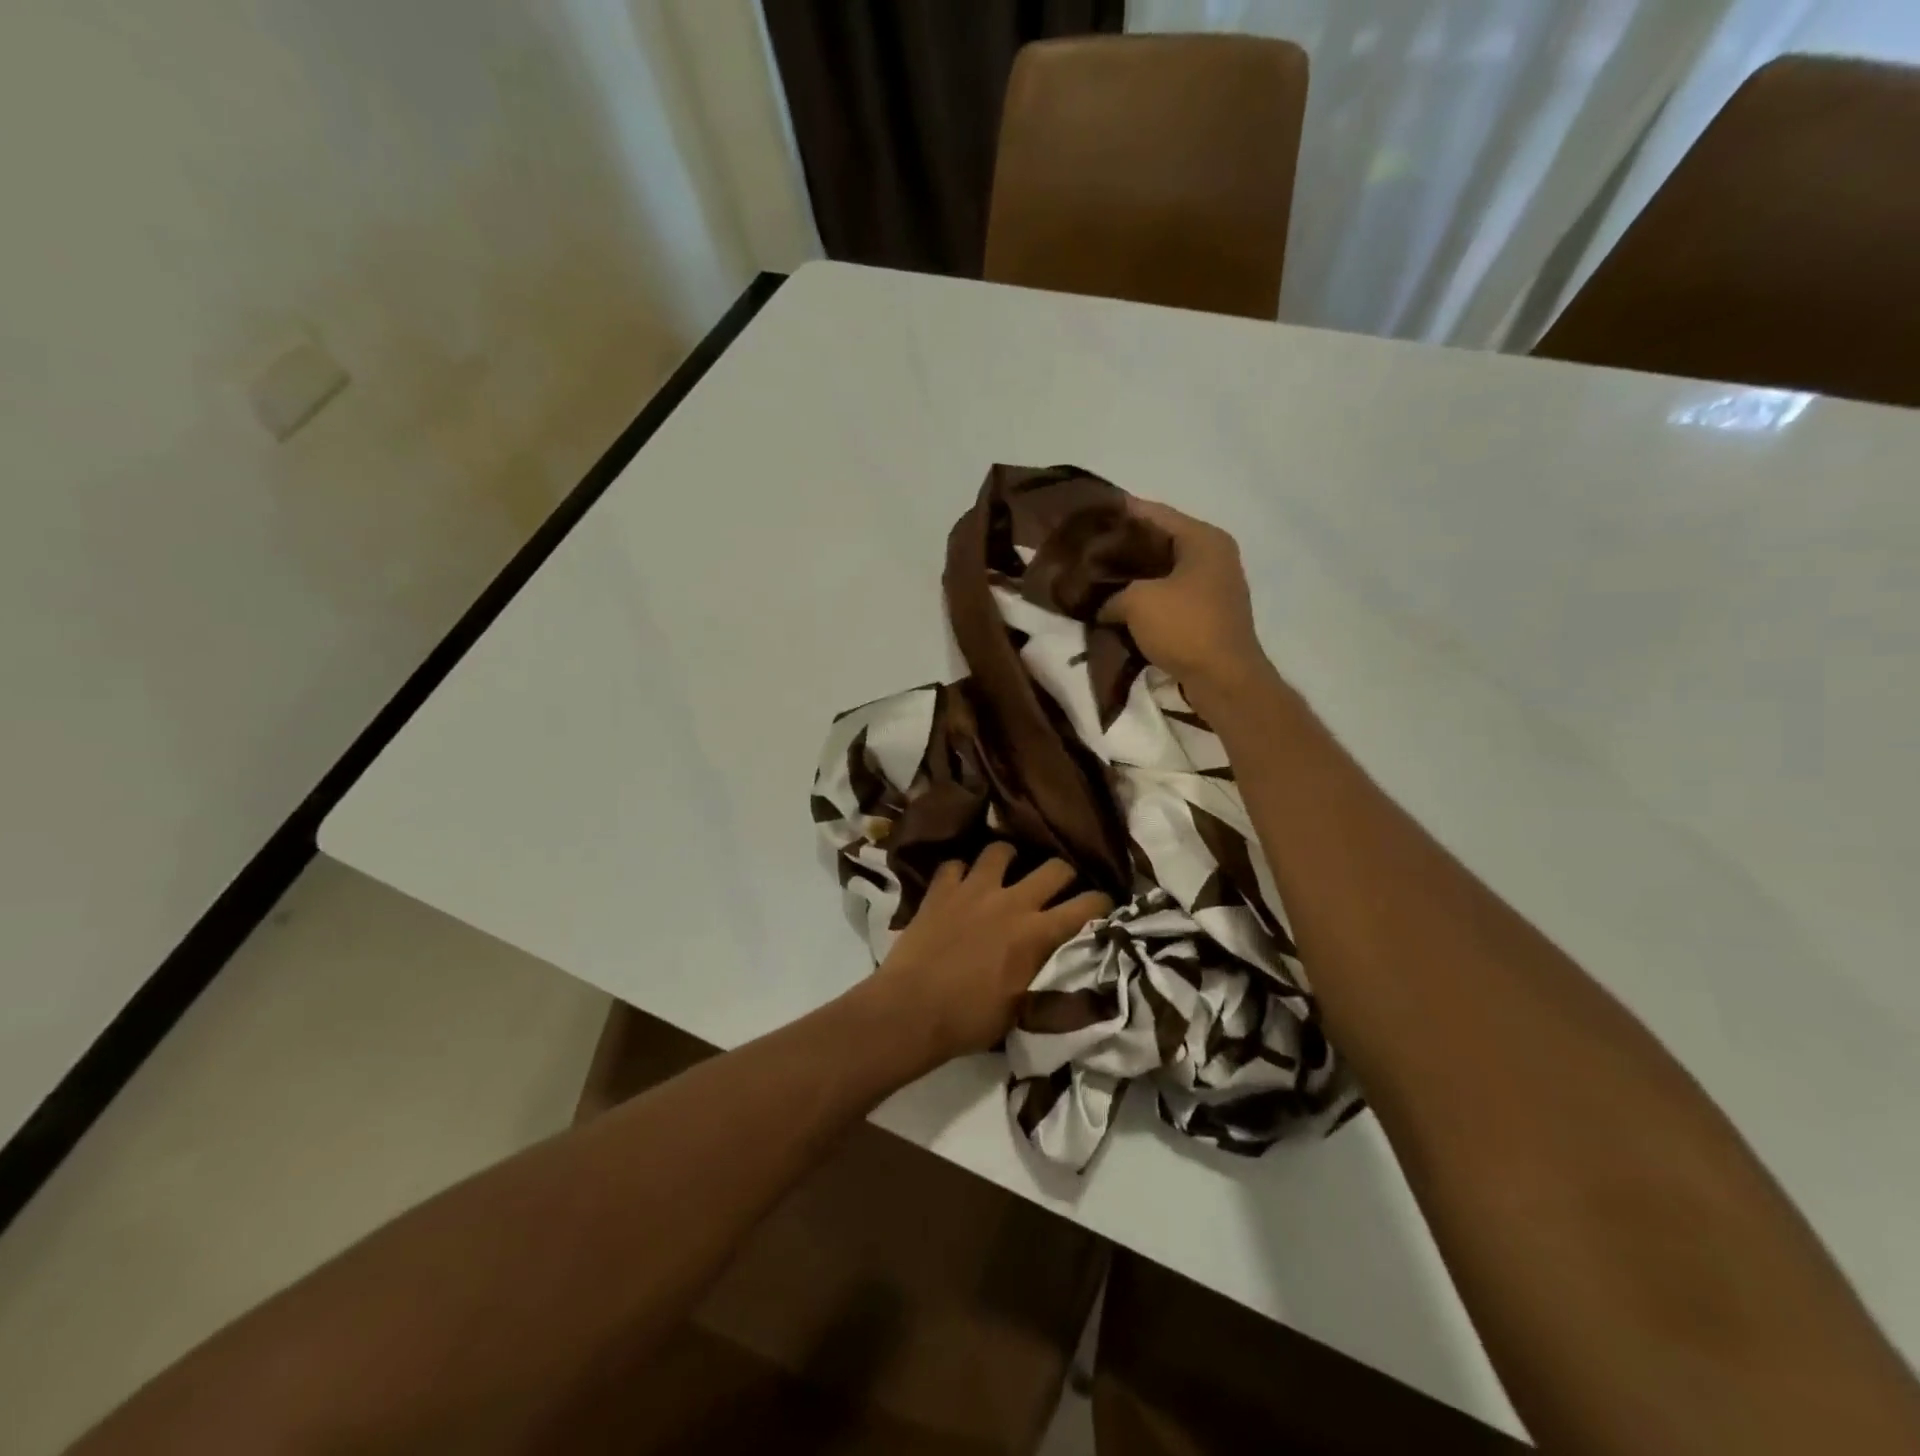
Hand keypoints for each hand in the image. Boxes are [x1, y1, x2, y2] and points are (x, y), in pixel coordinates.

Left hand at [871, 843, 1111, 1064]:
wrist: (912, 1010)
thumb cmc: (970, 1019)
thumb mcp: (1023, 1006)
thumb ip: (1046, 975)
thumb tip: (1064, 964)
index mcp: (1038, 933)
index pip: (1088, 905)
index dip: (1102, 904)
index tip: (1101, 909)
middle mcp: (1012, 902)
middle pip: (1055, 867)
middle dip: (1063, 874)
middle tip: (1057, 888)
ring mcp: (974, 890)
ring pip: (1001, 851)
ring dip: (1008, 861)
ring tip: (1004, 873)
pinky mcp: (941, 889)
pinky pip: (955, 864)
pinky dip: (960, 873)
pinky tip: (959, 885)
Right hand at [1100, 497, 1273, 704]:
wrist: (1224, 679)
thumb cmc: (1185, 627)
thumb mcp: (1137, 602)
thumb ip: (1112, 594)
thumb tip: (1102, 605)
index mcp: (1203, 539)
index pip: (1155, 513)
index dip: (1121, 511)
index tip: (1091, 512)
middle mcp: (1213, 555)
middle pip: (1161, 540)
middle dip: (1125, 545)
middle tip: (1089, 547)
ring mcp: (1214, 585)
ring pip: (1165, 570)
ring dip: (1134, 575)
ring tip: (1098, 575)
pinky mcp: (1208, 613)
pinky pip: (1170, 595)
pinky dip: (1146, 597)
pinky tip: (1118, 603)